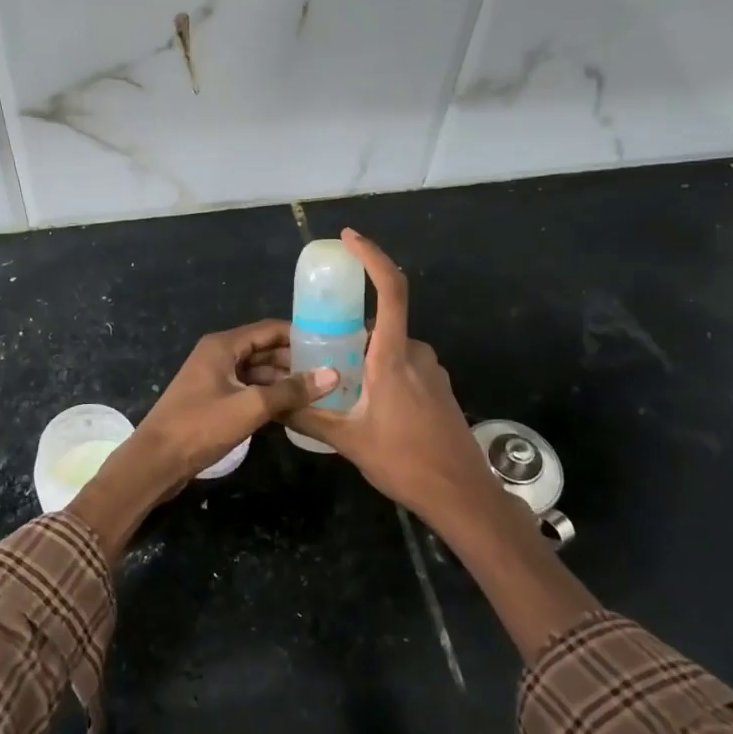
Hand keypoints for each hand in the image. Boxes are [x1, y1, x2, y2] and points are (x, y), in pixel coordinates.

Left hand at [71, 322, 337, 556]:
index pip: (269, 330)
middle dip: (295, 360)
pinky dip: (269, 396)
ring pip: (257, 372)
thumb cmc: (200, 427)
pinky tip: (293, 408)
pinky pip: (248, 390)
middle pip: (264, 350)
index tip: (332, 344)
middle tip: (332, 371)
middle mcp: (218, 356)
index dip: (300, 335)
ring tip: (320, 391)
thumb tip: (332, 374)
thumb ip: (291, 390)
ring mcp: (214, 379)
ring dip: (283, 381)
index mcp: (223, 346)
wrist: (155, 462)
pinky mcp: (213, 402)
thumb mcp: (250, 406)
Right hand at [286, 230, 518, 534]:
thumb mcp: (348, 441)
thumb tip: (271, 405)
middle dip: (351, 335)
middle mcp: (416, 354)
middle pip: (381, 326)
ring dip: (367, 359)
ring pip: (391, 349)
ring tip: (342, 390)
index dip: (372, 257)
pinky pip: (405, 366)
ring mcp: (432, 371)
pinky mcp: (440, 388)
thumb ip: (308, 417)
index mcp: (393, 358)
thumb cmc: (405, 463)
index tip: (350, 238)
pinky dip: (383, 373)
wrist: (461, 495)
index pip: (390, 291)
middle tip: (321, 354)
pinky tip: (369, 407)